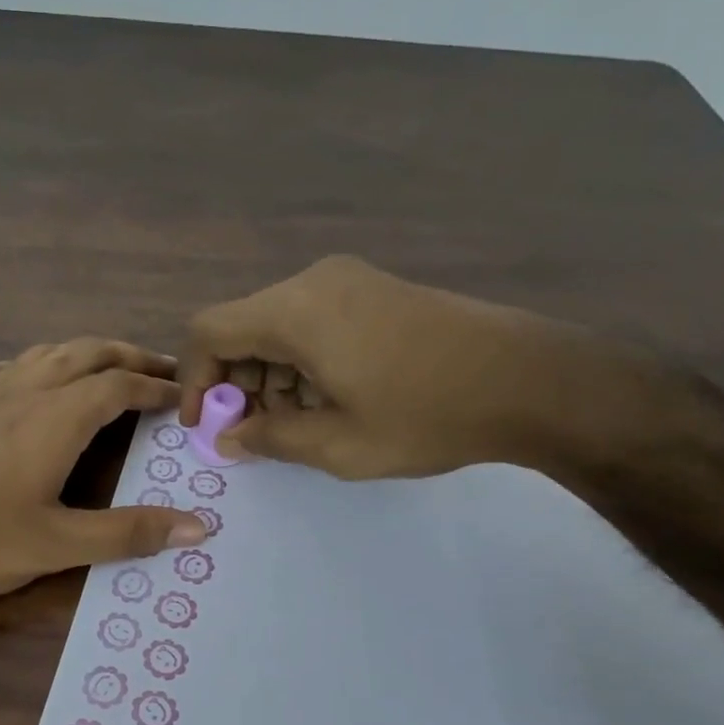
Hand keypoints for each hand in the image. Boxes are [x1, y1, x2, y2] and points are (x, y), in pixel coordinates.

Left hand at [0, 340, 207, 610]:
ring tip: (112, 369)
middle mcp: (23, 391)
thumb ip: (126, 533)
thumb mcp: (54, 547)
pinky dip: (44, 364)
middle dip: (130, 356)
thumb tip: (199, 527)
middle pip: (87, 353)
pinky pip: (13, 366)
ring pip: (48, 353)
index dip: (155, 387)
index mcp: (54, 419)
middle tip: (163, 371)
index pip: (118, 385)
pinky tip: (37, 384)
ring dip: (89, 354)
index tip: (183, 395)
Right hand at [179, 255, 631, 479]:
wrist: (530, 380)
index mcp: (295, 311)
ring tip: (296, 424)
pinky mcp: (373, 289)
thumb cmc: (427, 416)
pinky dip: (300, 361)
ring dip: (269, 375)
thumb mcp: (339, 444)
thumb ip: (271, 438)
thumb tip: (228, 439)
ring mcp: (348, 280)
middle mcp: (313, 282)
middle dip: (235, 383)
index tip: (204, 425)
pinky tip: (328, 398)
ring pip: (277, 325)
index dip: (193, 380)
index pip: (209, 331)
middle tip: (254, 433)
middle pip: (242, 326)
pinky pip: (311, 321)